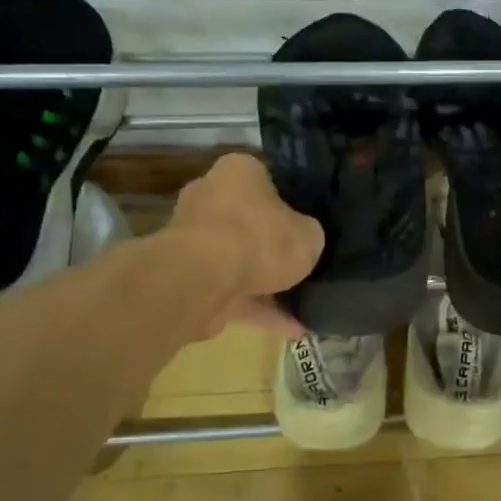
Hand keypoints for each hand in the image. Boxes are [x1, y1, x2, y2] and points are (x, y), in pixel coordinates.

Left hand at [168, 153, 323, 338]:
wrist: (202, 279)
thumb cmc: (259, 238)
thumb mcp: (308, 234)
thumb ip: (309, 234)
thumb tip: (305, 240)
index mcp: (238, 171)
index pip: (268, 179)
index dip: (292, 200)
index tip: (310, 222)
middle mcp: (211, 197)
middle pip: (250, 221)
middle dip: (274, 245)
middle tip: (305, 262)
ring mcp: (195, 239)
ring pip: (239, 261)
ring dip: (269, 285)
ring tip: (305, 306)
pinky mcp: (190, 277)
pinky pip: (232, 292)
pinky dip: (260, 310)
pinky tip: (293, 329)